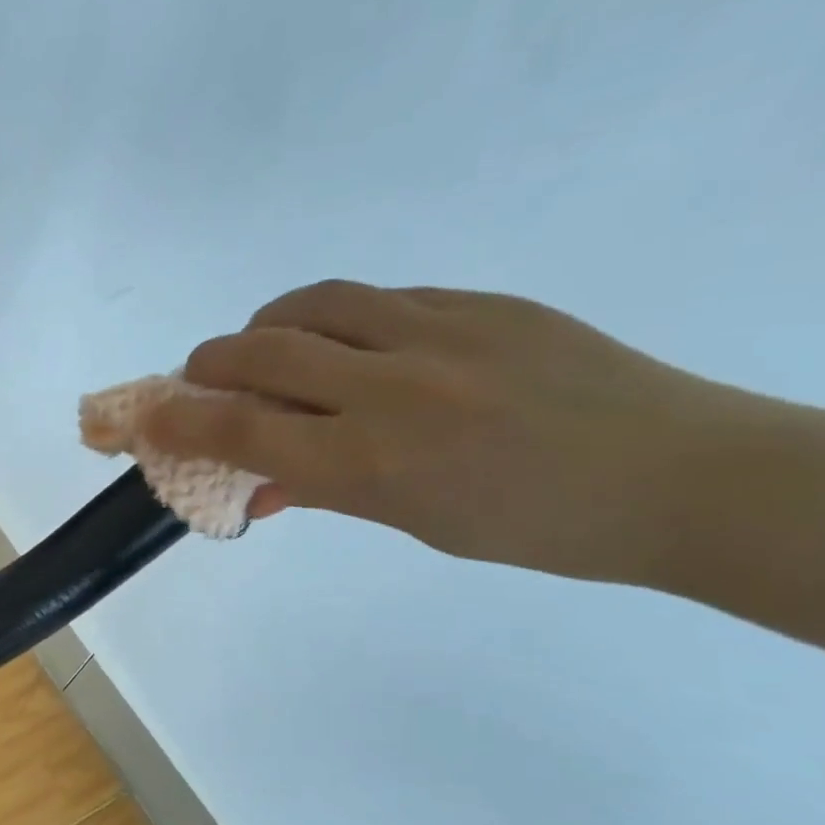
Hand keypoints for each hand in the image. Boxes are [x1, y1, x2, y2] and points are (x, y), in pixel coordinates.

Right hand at [143, 280, 752, 584]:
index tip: (146, 418)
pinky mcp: (481, 302)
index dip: (181, 422)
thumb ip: (320, 490)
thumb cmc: (529, 526)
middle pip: (264, 352)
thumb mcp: (408, 520)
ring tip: (271, 347)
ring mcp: (440, 333)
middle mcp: (393, 388)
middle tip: (202, 375)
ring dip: (269, 325)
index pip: (244, 432)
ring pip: (314, 304)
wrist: (678, 475)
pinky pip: (378, 298)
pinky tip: (355, 345)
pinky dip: (338, 320)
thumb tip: (253, 486)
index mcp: (372, 462)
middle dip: (212, 362)